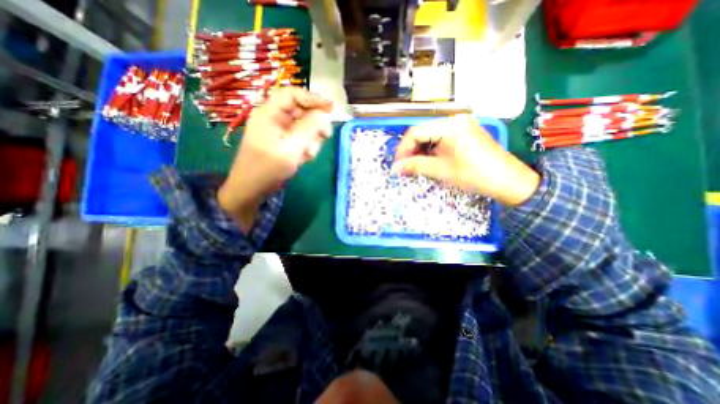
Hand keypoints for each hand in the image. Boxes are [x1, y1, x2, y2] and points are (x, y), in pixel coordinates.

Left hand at [218, 87, 332, 233]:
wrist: (251, 189)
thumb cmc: (266, 170)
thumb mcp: (290, 150)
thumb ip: (308, 131)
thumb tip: (323, 115)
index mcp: (269, 114)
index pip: (292, 95)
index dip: (312, 98)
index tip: (330, 108)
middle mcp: (275, 119)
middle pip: (301, 111)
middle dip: (315, 124)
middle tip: (326, 136)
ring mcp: (280, 132)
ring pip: (304, 127)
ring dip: (311, 139)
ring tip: (308, 155)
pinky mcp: (284, 142)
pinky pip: (301, 139)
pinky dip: (306, 147)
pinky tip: (304, 158)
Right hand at [393, 114, 539, 206]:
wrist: (507, 180)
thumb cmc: (474, 174)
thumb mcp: (441, 170)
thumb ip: (415, 166)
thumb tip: (395, 168)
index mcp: (449, 125)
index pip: (415, 132)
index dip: (403, 149)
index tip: (397, 165)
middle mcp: (454, 120)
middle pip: (422, 132)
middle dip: (411, 151)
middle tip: (405, 167)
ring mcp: (460, 125)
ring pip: (430, 136)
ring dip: (420, 151)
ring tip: (415, 166)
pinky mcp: (464, 132)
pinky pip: (440, 138)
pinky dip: (431, 150)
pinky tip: (428, 161)